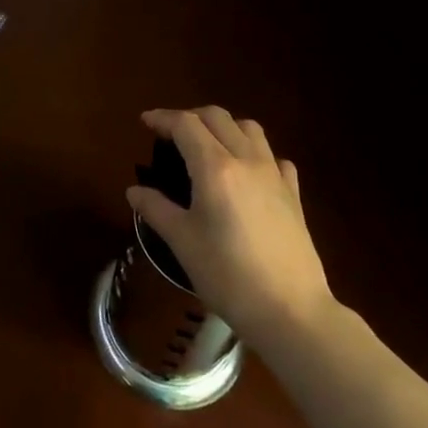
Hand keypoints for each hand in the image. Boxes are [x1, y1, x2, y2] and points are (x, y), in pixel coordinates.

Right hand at [128, 107, 337, 349]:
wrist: (290, 311)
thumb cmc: (228, 275)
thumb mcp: (182, 242)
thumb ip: (156, 209)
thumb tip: (134, 191)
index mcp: (215, 167)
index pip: (185, 124)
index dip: (162, 118)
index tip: (145, 123)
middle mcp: (246, 160)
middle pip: (217, 117)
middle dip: (190, 117)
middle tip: (171, 134)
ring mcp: (274, 175)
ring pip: (249, 129)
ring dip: (224, 127)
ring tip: (208, 146)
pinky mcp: (293, 194)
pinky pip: (274, 157)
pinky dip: (255, 153)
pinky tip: (247, 174)